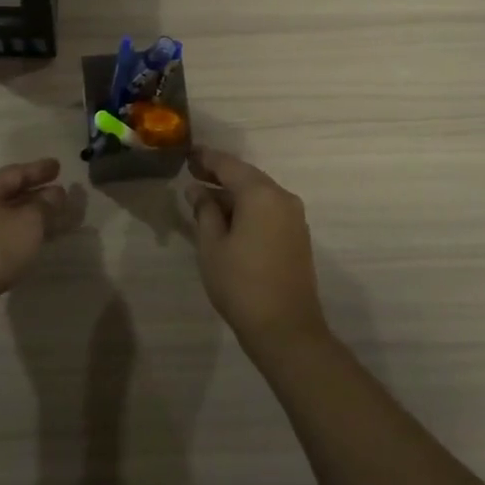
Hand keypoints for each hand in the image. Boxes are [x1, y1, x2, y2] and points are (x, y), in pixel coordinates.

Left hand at [0, 159, 65, 328]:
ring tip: (57, 216)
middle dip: (37, 194)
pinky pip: (3, 238)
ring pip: (7, 218)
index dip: (39, 170)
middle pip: (9, 195)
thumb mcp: (28, 222)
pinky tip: (38, 240)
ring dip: (32, 217)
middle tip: (61, 191)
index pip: (14, 173)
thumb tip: (56, 193)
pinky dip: (22, 236)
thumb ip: (46, 205)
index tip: (59, 166)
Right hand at [187, 149, 327, 351]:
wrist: (286, 330)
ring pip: (258, 193)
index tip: (187, 155)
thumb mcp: (212, 245)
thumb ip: (204, 211)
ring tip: (204, 196)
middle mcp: (282, 197)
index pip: (228, 165)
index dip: (206, 159)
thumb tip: (197, 190)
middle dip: (219, 174)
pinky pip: (268, 209)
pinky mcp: (297, 235)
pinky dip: (248, 207)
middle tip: (192, 173)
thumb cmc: (241, 284)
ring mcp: (294, 217)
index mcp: (260, 194)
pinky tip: (228, 217)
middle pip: (246, 176)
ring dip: (233, 192)